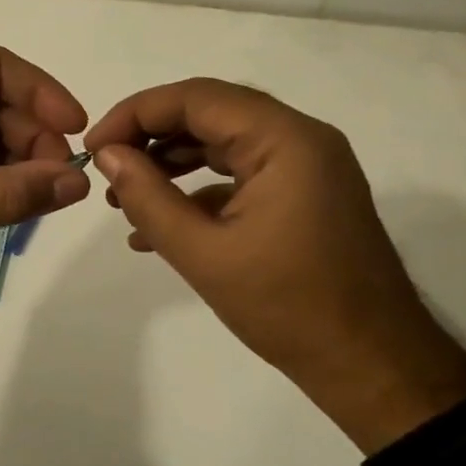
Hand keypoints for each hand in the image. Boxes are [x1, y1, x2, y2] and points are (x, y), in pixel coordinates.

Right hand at [85, 79, 465, 451]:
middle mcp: (301, 139)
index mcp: (285, 140)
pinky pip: (241, 174)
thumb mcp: (203, 253)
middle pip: (210, 113)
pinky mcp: (304, 195)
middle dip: (150, 136)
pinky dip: (198, 189)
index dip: (135, 113)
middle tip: (106, 166)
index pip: (196, 98)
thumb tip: (107, 155)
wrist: (372, 366)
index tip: (94, 146)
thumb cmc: (287, 307)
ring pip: (223, 143)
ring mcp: (307, 168)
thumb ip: (147, 197)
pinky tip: (159, 226)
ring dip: (171, 162)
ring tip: (124, 197)